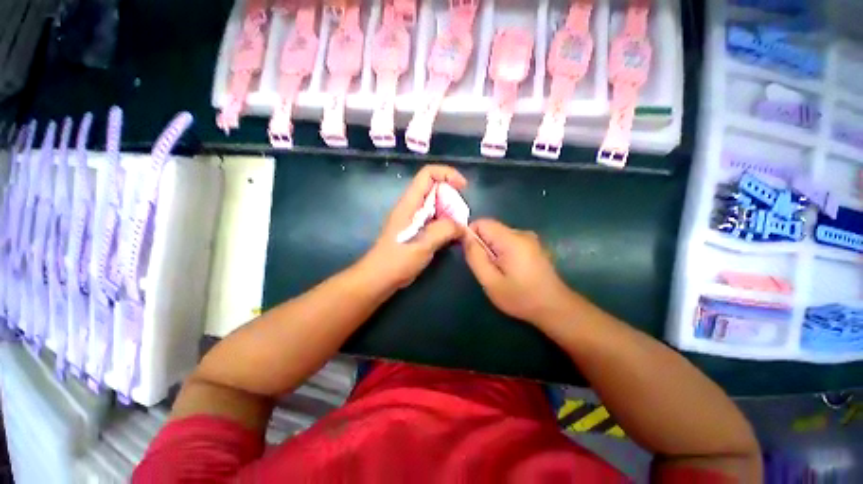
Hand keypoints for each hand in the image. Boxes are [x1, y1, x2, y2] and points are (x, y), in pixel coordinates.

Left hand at [358, 165, 467, 289]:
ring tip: (459, 229)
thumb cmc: (398, 258)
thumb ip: (445, 230)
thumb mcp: (424, 243)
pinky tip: (453, 237)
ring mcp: (414, 219)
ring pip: (437, 206)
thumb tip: (463, 226)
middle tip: (462, 217)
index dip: (447, 174)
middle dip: (452, 198)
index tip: (464, 187)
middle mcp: (412, 206)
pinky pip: (435, 220)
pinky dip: (446, 225)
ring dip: (451, 214)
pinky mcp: (417, 230)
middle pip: (435, 189)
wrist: (380, 277)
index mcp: (410, 202)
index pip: (428, 174)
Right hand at [462, 219, 575, 325]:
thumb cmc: (520, 297)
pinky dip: (503, 252)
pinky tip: (510, 270)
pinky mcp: (533, 245)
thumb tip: (465, 236)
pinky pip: (508, 241)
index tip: (472, 255)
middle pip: (490, 229)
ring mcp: (529, 238)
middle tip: (487, 269)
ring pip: (498, 236)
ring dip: (492, 251)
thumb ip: (475, 256)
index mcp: (511, 239)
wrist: (555, 308)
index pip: (481, 222)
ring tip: (499, 272)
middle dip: (482, 246)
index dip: (471, 236)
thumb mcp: (490, 281)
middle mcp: (521, 232)